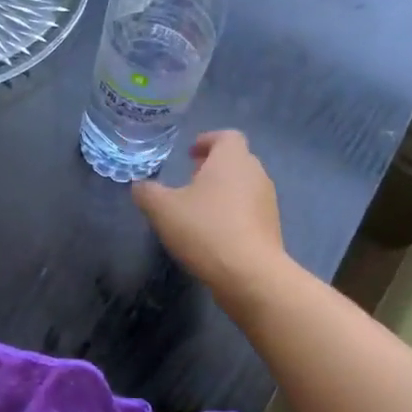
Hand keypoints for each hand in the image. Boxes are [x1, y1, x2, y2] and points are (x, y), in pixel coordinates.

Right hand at [132, 131, 284, 302]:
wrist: (249, 274)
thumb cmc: (205, 229)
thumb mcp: (162, 209)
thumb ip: (147, 192)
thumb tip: (140, 186)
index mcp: (232, 159)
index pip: (226, 136)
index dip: (207, 141)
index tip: (190, 153)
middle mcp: (255, 174)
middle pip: (236, 160)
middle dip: (213, 167)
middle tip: (190, 180)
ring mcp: (267, 202)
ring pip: (243, 186)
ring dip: (223, 191)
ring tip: (199, 209)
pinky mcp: (271, 228)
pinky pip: (249, 211)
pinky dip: (232, 214)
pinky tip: (213, 233)